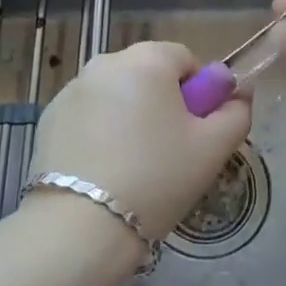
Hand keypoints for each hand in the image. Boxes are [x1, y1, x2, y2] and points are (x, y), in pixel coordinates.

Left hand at [30, 41, 252, 241]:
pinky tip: (103, 170)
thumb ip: (236, 112)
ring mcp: (71, 89)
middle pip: (148, 74)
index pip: (184, 59)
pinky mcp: (49, 117)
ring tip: (134, 166)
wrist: (80, 226)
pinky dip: (100, 131)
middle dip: (163, 103)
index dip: (198, 92)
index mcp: (147, 60)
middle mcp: (105, 62)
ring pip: (117, 94)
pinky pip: (89, 114)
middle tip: (170, 151)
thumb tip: (236, 94)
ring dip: (130, 116)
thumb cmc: (157, 178)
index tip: (196, 131)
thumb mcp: (213, 149)